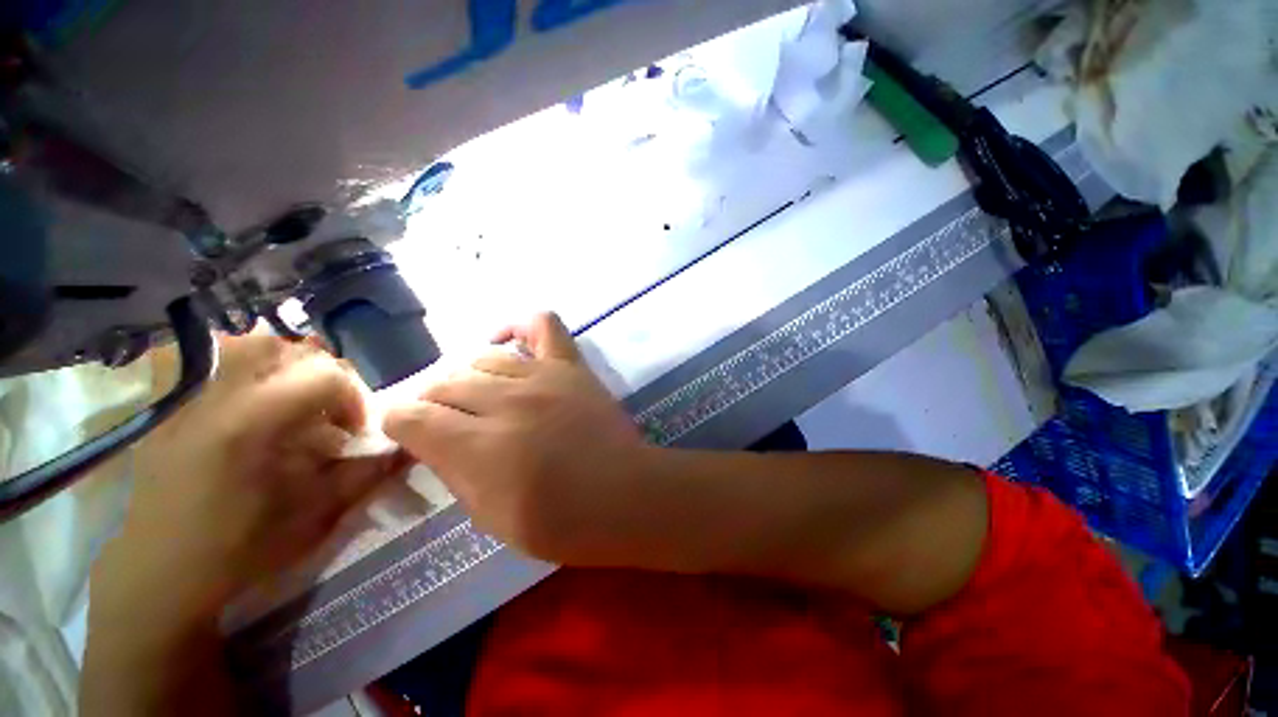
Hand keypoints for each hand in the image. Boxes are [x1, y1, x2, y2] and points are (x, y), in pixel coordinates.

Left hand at [96, 332, 404, 623]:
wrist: (159, 575)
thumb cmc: (239, 550)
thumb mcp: (314, 517)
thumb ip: (365, 475)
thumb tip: (405, 447)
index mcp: (250, 423)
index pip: (323, 374)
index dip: (353, 396)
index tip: (352, 430)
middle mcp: (214, 397)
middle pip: (287, 350)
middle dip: (322, 377)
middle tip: (326, 414)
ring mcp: (185, 398)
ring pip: (247, 347)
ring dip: (284, 369)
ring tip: (292, 406)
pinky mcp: (170, 408)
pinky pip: (213, 363)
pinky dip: (247, 373)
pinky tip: (254, 407)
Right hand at [383, 313, 657, 565]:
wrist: (624, 494)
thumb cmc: (561, 522)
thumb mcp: (490, 518)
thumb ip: (456, 473)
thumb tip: (436, 443)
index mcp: (477, 446)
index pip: (409, 416)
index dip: (400, 426)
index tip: (412, 436)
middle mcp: (505, 401)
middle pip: (443, 382)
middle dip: (434, 403)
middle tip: (449, 422)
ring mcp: (542, 376)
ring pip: (482, 357)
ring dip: (470, 378)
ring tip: (482, 397)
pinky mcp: (571, 366)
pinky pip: (542, 324)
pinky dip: (520, 327)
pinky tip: (509, 345)